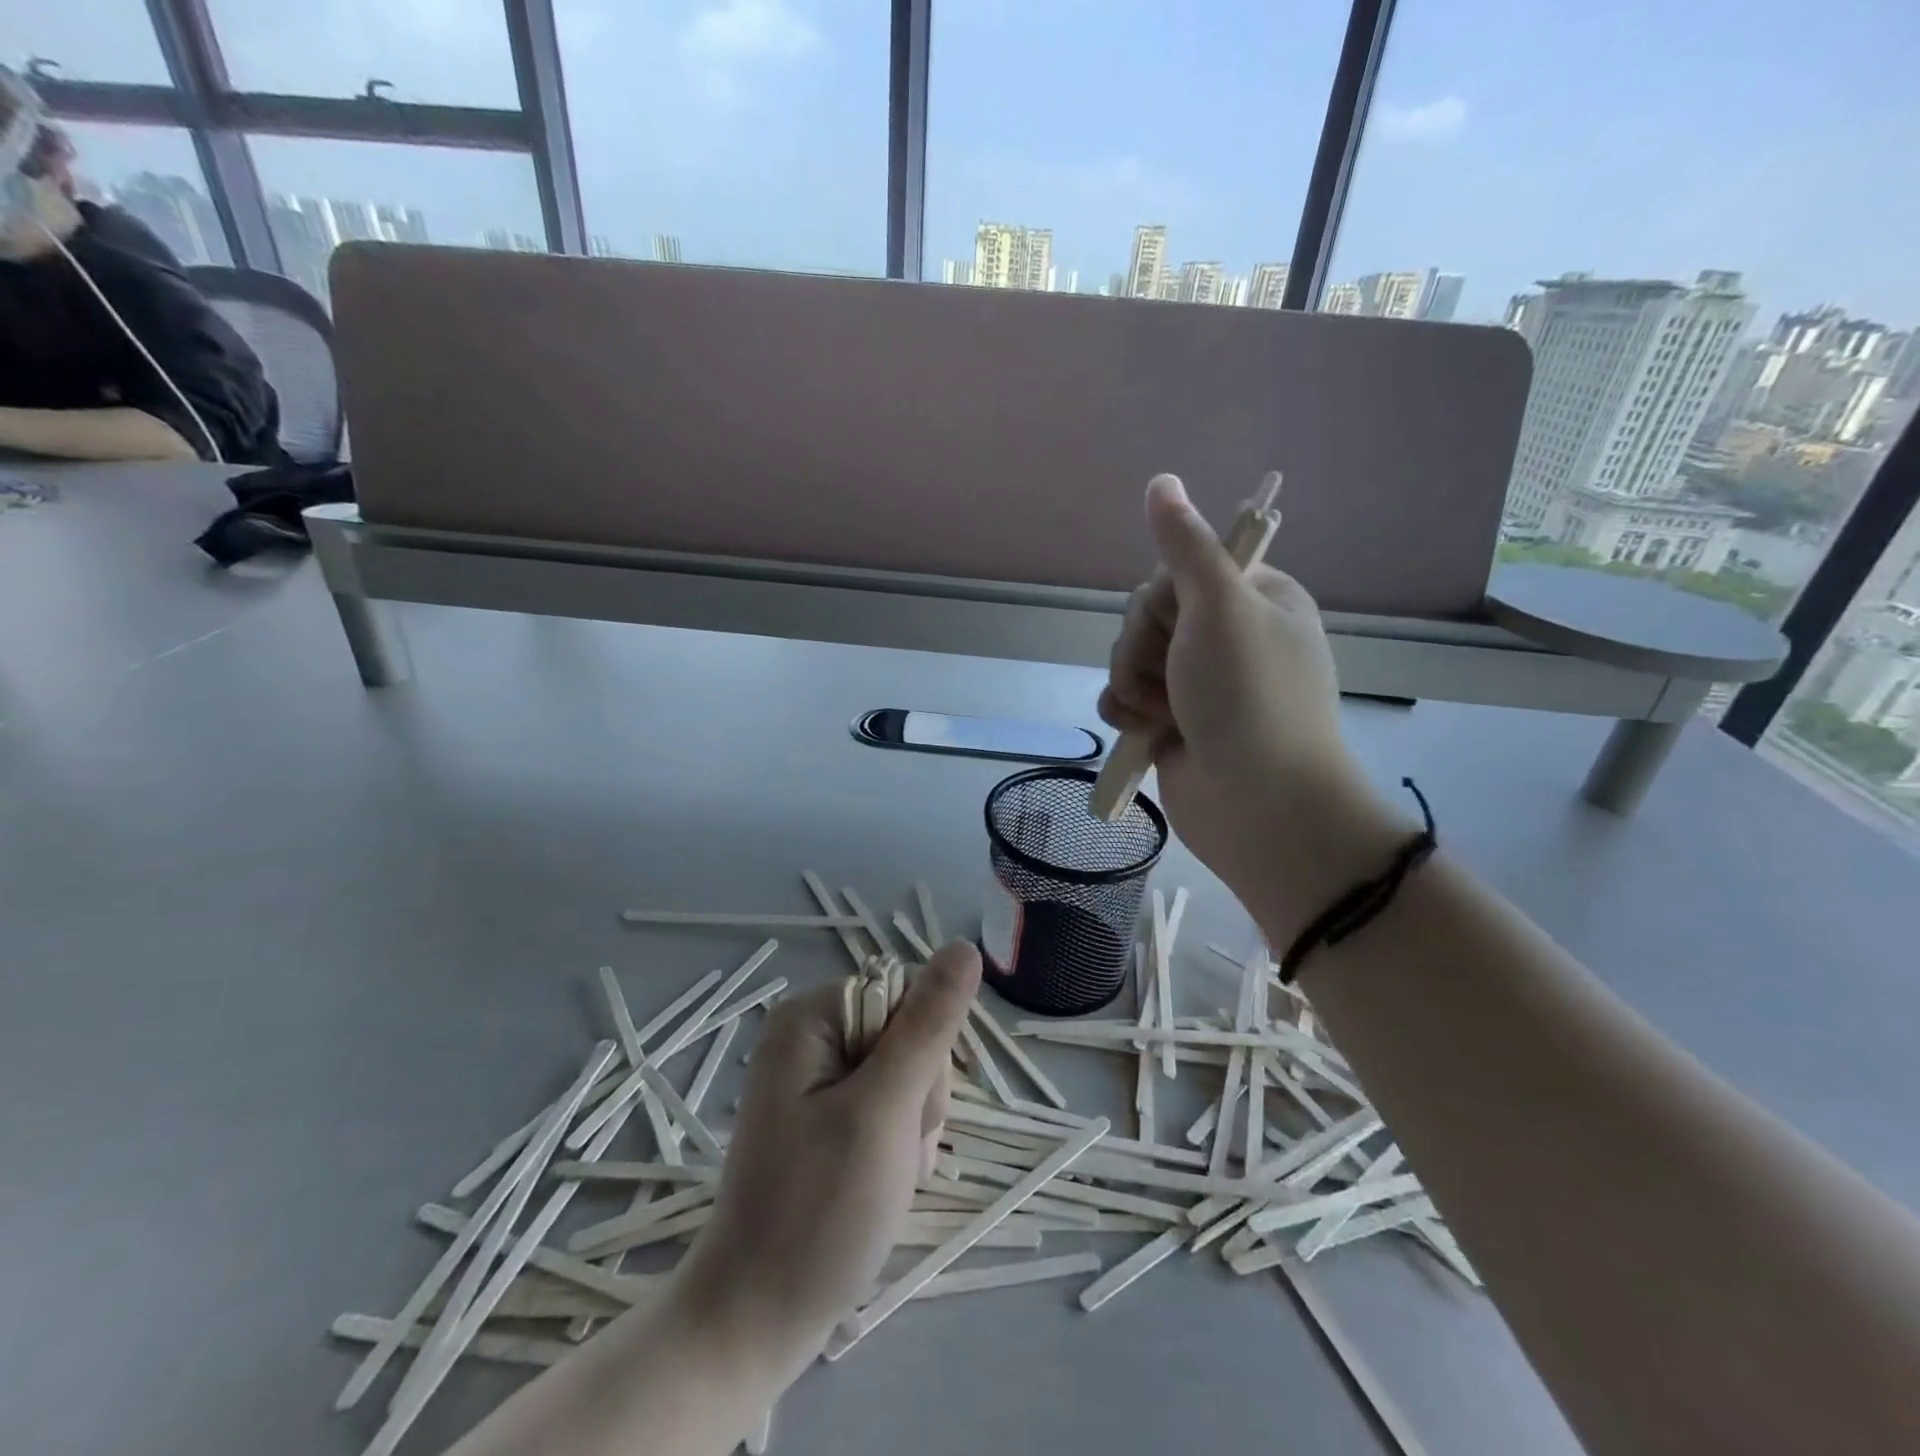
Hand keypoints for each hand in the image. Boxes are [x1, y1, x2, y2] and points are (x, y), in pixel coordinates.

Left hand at [673, 942, 980, 1375]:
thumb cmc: (819, 1212)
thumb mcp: (884, 1110)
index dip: (924, 1052)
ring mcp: (815, 1077)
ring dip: (914, 1125)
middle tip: (896, 1152)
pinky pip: (888, 1105)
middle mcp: (809, 1035)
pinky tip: (883, 1181)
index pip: (906, 996)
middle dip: (919, 1095)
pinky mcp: (825, 1115)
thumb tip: (964, 947)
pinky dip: (899, 1143)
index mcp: (811, 1016)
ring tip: (889, 1174)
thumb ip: (928, 1026)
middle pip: (907, 1034)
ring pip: (906, 1074)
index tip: (908, 1111)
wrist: (757, 1320)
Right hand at [1098, 474, 1402, 930]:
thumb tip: (1161, 480)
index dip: (1162, 599)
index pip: (1177, 571)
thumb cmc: (1248, 699)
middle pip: (1147, 616)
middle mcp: (1227, 637)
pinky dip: (1127, 713)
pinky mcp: (1173, 722)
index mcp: (1254, 599)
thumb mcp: (1220, 609)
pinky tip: (1144, 733)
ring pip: (1130, 657)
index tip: (1179, 625)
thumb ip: (1185, 546)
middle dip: (1144, 649)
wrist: (1257, 806)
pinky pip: (1125, 697)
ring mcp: (1199, 683)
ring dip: (1133, 685)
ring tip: (1163, 716)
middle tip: (1174, 679)